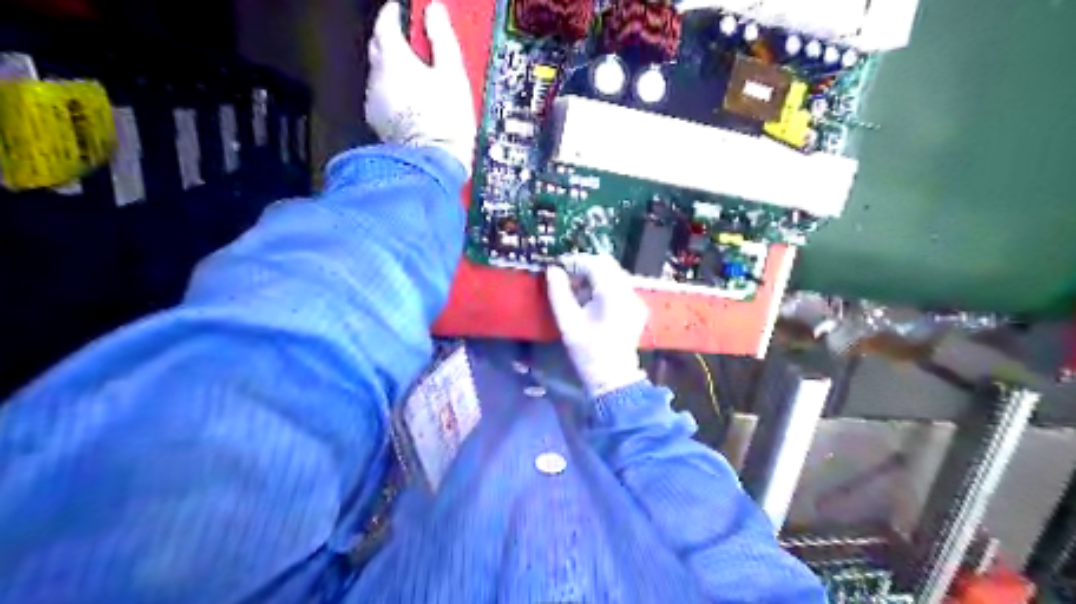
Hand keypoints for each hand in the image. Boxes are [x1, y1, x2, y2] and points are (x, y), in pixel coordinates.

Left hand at [366, 3, 474, 174]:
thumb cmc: (444, 122)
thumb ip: (442, 39)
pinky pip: (383, 99)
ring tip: (418, 79)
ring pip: (380, 75)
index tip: (403, 11)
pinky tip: (412, 104)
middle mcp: (377, 78)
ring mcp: (376, 103)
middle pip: (379, 47)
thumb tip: (436, 13)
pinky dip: (394, 94)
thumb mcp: (453, 74)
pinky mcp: (379, 123)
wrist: (433, 162)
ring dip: (395, 71)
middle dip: (392, 40)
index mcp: (394, 60)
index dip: (394, 13)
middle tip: (413, 42)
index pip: (385, 23)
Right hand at [548, 254, 645, 396]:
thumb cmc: (588, 352)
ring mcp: (636, 300)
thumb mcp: (567, 322)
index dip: (575, 261)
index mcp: (613, 294)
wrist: (613, 378)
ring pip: (614, 274)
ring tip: (576, 291)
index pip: (595, 263)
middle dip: (585, 267)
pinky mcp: (637, 308)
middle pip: (608, 265)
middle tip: (566, 277)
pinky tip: (591, 301)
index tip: (559, 267)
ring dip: (595, 276)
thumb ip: (558, 293)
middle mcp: (629, 292)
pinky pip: (620, 286)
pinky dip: (604, 286)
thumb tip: (553, 270)